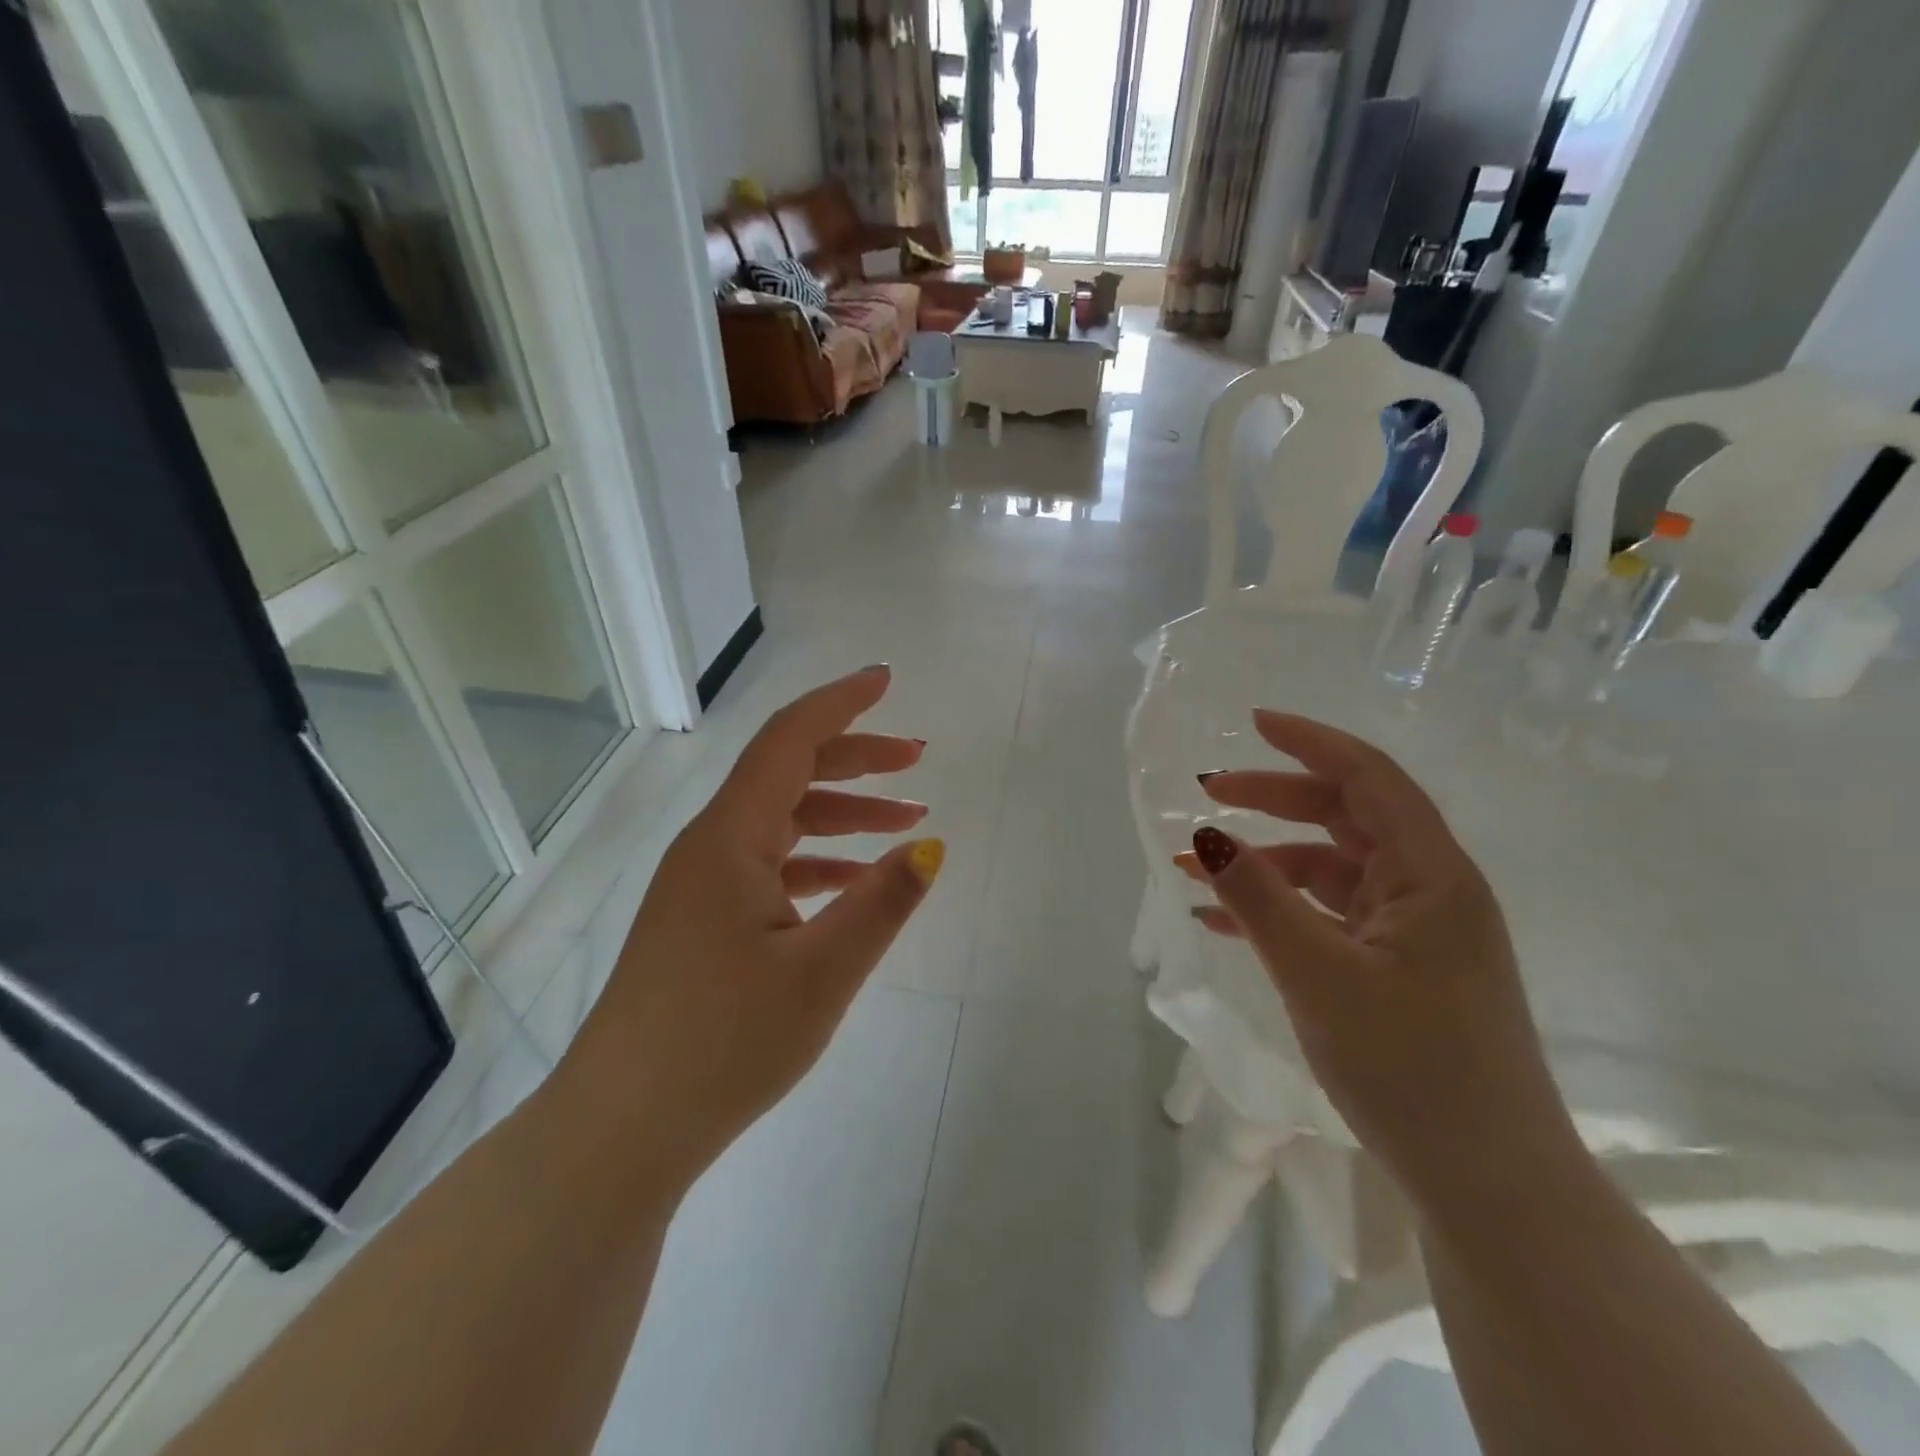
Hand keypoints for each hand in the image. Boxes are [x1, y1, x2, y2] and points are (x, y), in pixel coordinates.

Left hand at [560, 666, 942, 1193]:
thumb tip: (930, 847)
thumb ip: (881, 903)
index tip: (885, 679)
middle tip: (917, 757)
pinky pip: (770, 866)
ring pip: (781, 821)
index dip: (840, 703)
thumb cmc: (721, 1044)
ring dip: (842, 812)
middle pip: (788, 773)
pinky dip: (818, 860)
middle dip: (855, 757)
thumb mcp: (821, 973)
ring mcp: (702, 885)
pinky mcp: (703, 921)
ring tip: (906, 821)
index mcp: (730, 839)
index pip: (789, 741)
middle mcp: (710, 847)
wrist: (621, 1129)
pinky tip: (854, 882)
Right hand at [1181, 710, 1576, 1206]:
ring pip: (1330, 869)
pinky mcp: (1398, 969)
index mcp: (1431, 876)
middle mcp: (1429, 890)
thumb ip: (1257, 899)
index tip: (1251, 723)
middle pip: (1345, 817)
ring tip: (1193, 870)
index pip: (1369, 778)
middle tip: (1208, 792)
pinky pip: (1329, 917)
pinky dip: (1278, 911)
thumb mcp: (1318, 974)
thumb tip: (1205, 837)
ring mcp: (1415, 932)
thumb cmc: (1411, 1068)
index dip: (1310, 742)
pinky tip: (1221, 924)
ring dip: (1264, 864)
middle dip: (1273, 798)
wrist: (1489, 1185)